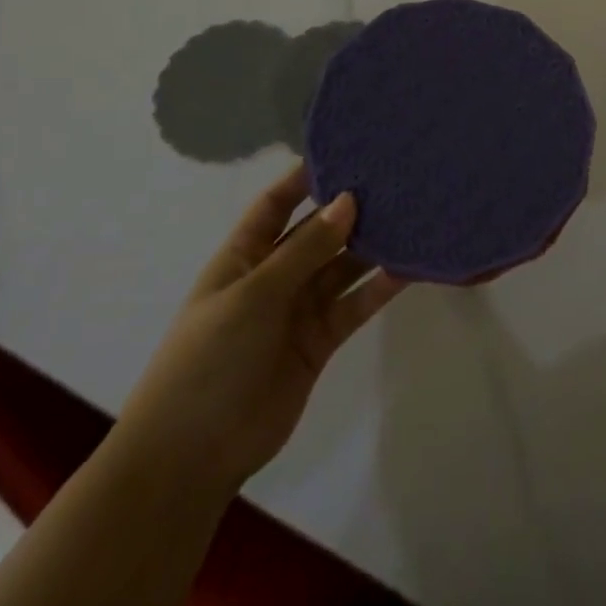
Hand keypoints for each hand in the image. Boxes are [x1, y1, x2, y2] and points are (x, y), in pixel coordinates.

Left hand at [115, 167, 405, 494]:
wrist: (191, 457)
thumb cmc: (208, 360)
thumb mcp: (253, 295)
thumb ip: (305, 249)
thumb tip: (349, 199)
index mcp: (243, 257)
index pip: (276, 204)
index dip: (304, 177)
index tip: (346, 149)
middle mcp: (274, 276)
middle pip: (318, 232)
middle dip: (351, 209)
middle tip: (397, 179)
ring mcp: (299, 310)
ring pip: (343, 267)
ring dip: (373, 246)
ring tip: (414, 215)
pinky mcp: (321, 341)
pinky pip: (355, 304)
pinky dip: (381, 287)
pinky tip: (411, 266)